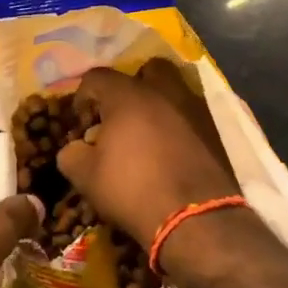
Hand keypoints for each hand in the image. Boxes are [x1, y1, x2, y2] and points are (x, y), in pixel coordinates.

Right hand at [56, 60, 240, 249]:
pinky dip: (179, 123)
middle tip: (121, 114)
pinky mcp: (215, 130)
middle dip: (132, 85)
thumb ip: (72, 154)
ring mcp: (194, 108)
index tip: (82, 123)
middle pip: (146, 69)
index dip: (83, 97)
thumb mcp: (86, 177)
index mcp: (127, 95)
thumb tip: (75, 148)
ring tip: (148, 132)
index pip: (96, 77)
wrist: (195, 218)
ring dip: (159, 103)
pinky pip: (192, 114)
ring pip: (174, 89)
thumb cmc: (133, 190)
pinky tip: (170, 149)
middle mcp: (163, 91)